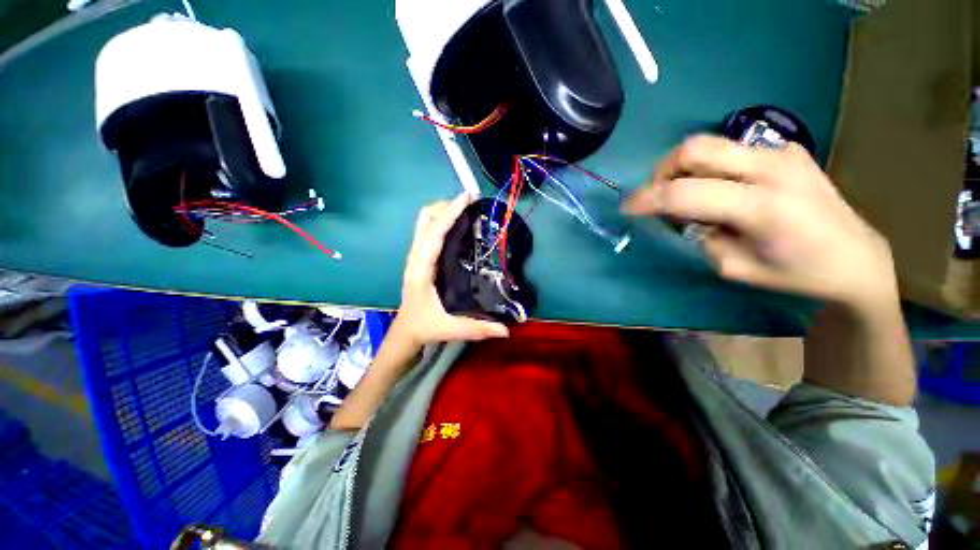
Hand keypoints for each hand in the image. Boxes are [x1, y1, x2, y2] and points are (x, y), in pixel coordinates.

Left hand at [390, 193, 509, 348]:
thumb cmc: (424, 327)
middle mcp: (415, 258)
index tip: (466, 197)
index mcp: (421, 270)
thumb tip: (506, 330)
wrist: (405, 332)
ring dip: (442, 212)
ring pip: (424, 223)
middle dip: (445, 207)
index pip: (434, 234)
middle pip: (425, 220)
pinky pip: (427, 231)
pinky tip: (457, 226)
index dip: (449, 213)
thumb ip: (478, 329)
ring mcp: (415, 256)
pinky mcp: (420, 258)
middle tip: (469, 205)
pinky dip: (441, 221)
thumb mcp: (450, 329)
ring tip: (465, 210)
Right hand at [623, 135, 897, 311]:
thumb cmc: (796, 274)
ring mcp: (782, 153)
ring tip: (690, 195)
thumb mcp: (735, 268)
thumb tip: (685, 216)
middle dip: (663, 171)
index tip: (627, 208)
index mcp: (761, 208)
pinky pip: (731, 151)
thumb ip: (702, 236)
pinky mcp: (787, 149)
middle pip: (695, 148)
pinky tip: (721, 190)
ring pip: (710, 145)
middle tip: (659, 195)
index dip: (647, 199)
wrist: (856, 257)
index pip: (684, 193)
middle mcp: (772, 169)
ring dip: (685, 168)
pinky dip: (710, 168)